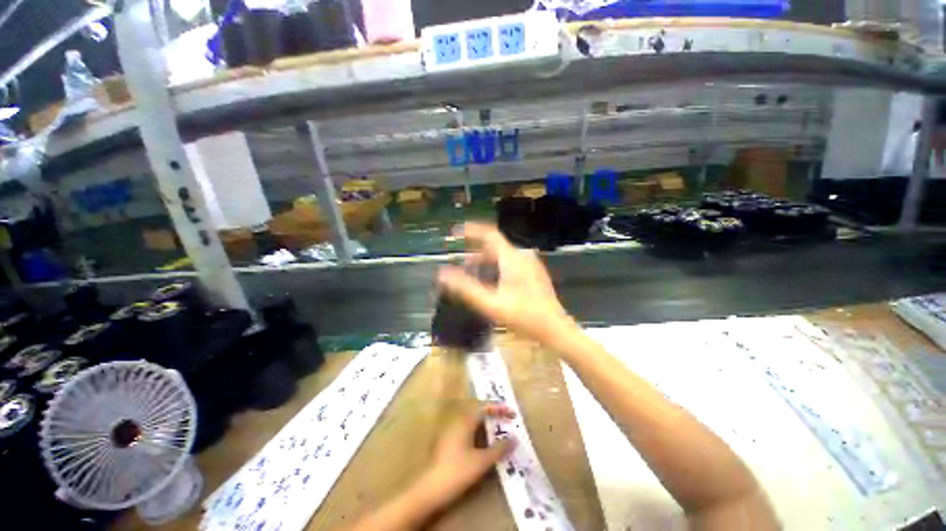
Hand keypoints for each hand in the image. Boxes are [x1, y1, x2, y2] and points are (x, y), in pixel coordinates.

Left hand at [424, 403, 515, 503]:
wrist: (430, 489)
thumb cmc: (457, 472)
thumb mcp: (482, 461)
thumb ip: (499, 449)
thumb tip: (514, 439)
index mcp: (465, 420)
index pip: (484, 406)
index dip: (499, 408)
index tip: (513, 414)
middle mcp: (457, 420)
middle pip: (478, 410)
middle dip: (493, 413)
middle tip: (507, 419)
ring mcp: (451, 430)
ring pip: (472, 420)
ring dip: (486, 422)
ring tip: (499, 430)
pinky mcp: (448, 440)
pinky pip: (467, 428)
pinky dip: (479, 430)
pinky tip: (484, 442)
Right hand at [437, 223, 577, 344]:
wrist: (555, 329)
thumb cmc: (524, 316)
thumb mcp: (490, 303)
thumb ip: (465, 288)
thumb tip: (442, 274)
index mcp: (512, 258)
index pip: (489, 234)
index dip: (471, 231)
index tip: (455, 233)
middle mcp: (522, 256)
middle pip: (495, 247)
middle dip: (475, 253)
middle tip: (461, 264)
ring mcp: (531, 264)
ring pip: (503, 256)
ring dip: (486, 262)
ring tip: (472, 275)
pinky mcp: (534, 273)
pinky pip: (511, 263)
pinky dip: (497, 268)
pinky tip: (492, 283)